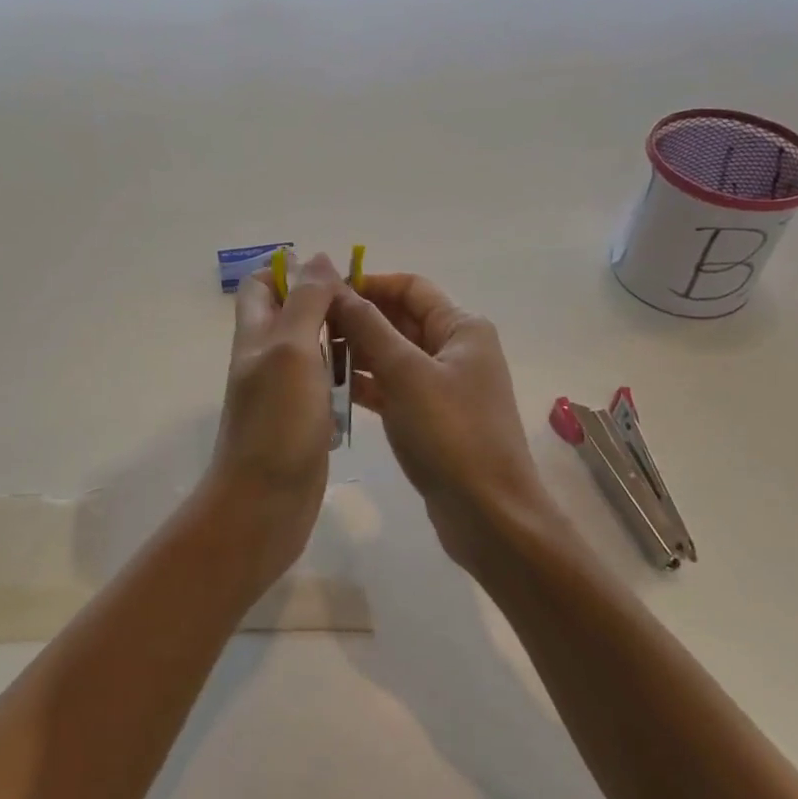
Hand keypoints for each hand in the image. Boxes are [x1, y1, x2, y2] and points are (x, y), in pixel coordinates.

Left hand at [196, 253, 341, 597]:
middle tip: (369, 309)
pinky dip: (344, 379)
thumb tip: (316, 257)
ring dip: (340, 341)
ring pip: (313, 350)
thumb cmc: (277, 421)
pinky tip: (370, 383)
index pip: (261, 285)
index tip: (335, 277)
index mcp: (255, 334)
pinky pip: (324, 386)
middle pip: (292, 314)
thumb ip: (304, 302)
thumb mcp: (291, 349)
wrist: (265, 502)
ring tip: (378, 341)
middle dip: (327, 304)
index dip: (292, 272)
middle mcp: (266, 357)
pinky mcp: (302, 419)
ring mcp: (283, 391)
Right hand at [332, 273, 552, 574]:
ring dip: (357, 351)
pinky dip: (367, 383)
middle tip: (309, 324)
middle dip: (357, 318)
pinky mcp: (431, 416)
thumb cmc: (450, 433)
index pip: (410, 287)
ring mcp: (444, 385)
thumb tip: (336, 287)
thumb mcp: (405, 373)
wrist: (488, 514)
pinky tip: (330, 387)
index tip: (324, 292)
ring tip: (312, 354)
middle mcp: (455, 349)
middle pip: (400, 319)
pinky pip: (393, 387)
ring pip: (393, 354)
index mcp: (461, 327)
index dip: (368, 284)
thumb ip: (369, 327)